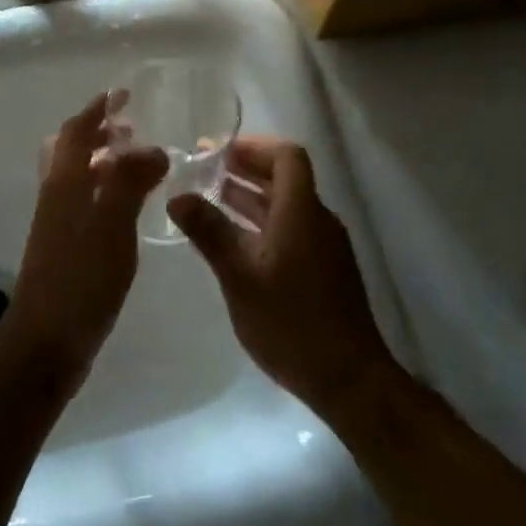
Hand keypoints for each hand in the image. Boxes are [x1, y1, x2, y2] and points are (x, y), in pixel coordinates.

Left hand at [2, 93, 167, 381]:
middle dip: (99, 132)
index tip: (122, 94)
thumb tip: (152, 148)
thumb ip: (131, 182)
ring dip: (103, 161)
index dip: (98, 109)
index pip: (76, 131)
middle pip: (71, 150)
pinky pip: (86, 202)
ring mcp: (58, 223)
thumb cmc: (81, 279)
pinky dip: (106, 190)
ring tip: (137, 162)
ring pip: (78, 177)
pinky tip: (129, 208)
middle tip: (133, 127)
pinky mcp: (65, 247)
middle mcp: (56, 195)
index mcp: (64, 183)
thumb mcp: (112, 226)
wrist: (47, 340)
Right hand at [167, 137, 390, 410]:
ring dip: (249, 198)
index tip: (217, 151)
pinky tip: (231, 242)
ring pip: (285, 207)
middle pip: (285, 178)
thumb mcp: (239, 275)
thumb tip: (177, 196)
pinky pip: (289, 229)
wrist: (348, 379)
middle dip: (244, 170)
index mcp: (301, 211)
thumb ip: (209, 231)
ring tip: (207, 199)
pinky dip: (260, 223)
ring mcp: (322, 246)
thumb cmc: (291, 321)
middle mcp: (317, 220)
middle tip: (202, 170)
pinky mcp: (322, 270)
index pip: (287, 156)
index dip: (253, 147)